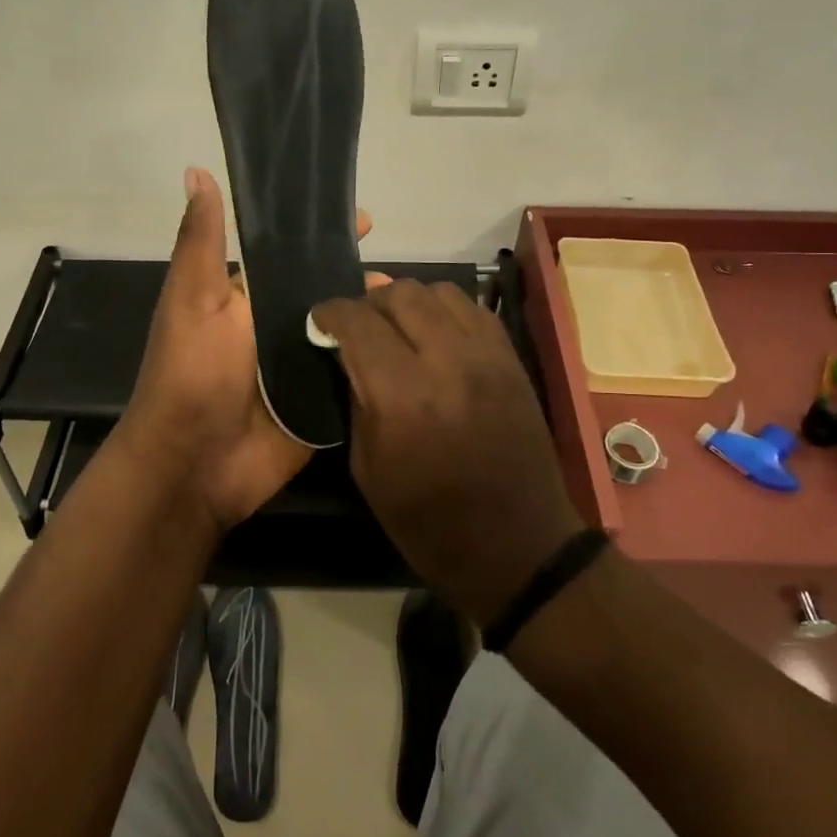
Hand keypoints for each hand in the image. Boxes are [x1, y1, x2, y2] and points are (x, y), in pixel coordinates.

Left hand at [122, 167, 383, 535]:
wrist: (195, 463)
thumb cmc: (191, 373)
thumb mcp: (193, 298)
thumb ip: (203, 241)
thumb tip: (196, 170)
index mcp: (250, 298)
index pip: (295, 255)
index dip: (326, 236)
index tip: (367, 219)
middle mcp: (279, 328)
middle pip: (329, 293)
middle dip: (364, 280)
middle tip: (408, 278)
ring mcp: (304, 368)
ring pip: (349, 334)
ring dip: (378, 320)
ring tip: (418, 309)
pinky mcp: (323, 404)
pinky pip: (356, 377)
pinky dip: (380, 363)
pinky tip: (416, 349)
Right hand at [311, 281, 586, 624]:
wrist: (517, 545)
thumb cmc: (429, 522)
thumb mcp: (368, 469)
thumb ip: (356, 400)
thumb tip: (348, 355)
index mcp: (403, 396)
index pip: (359, 322)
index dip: (330, 312)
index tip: (319, 320)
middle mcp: (447, 361)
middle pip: (400, 294)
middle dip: (367, 302)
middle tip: (356, 325)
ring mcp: (486, 356)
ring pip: (439, 291)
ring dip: (408, 301)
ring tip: (396, 325)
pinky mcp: (512, 360)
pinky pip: (474, 309)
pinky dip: (445, 310)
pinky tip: (435, 334)